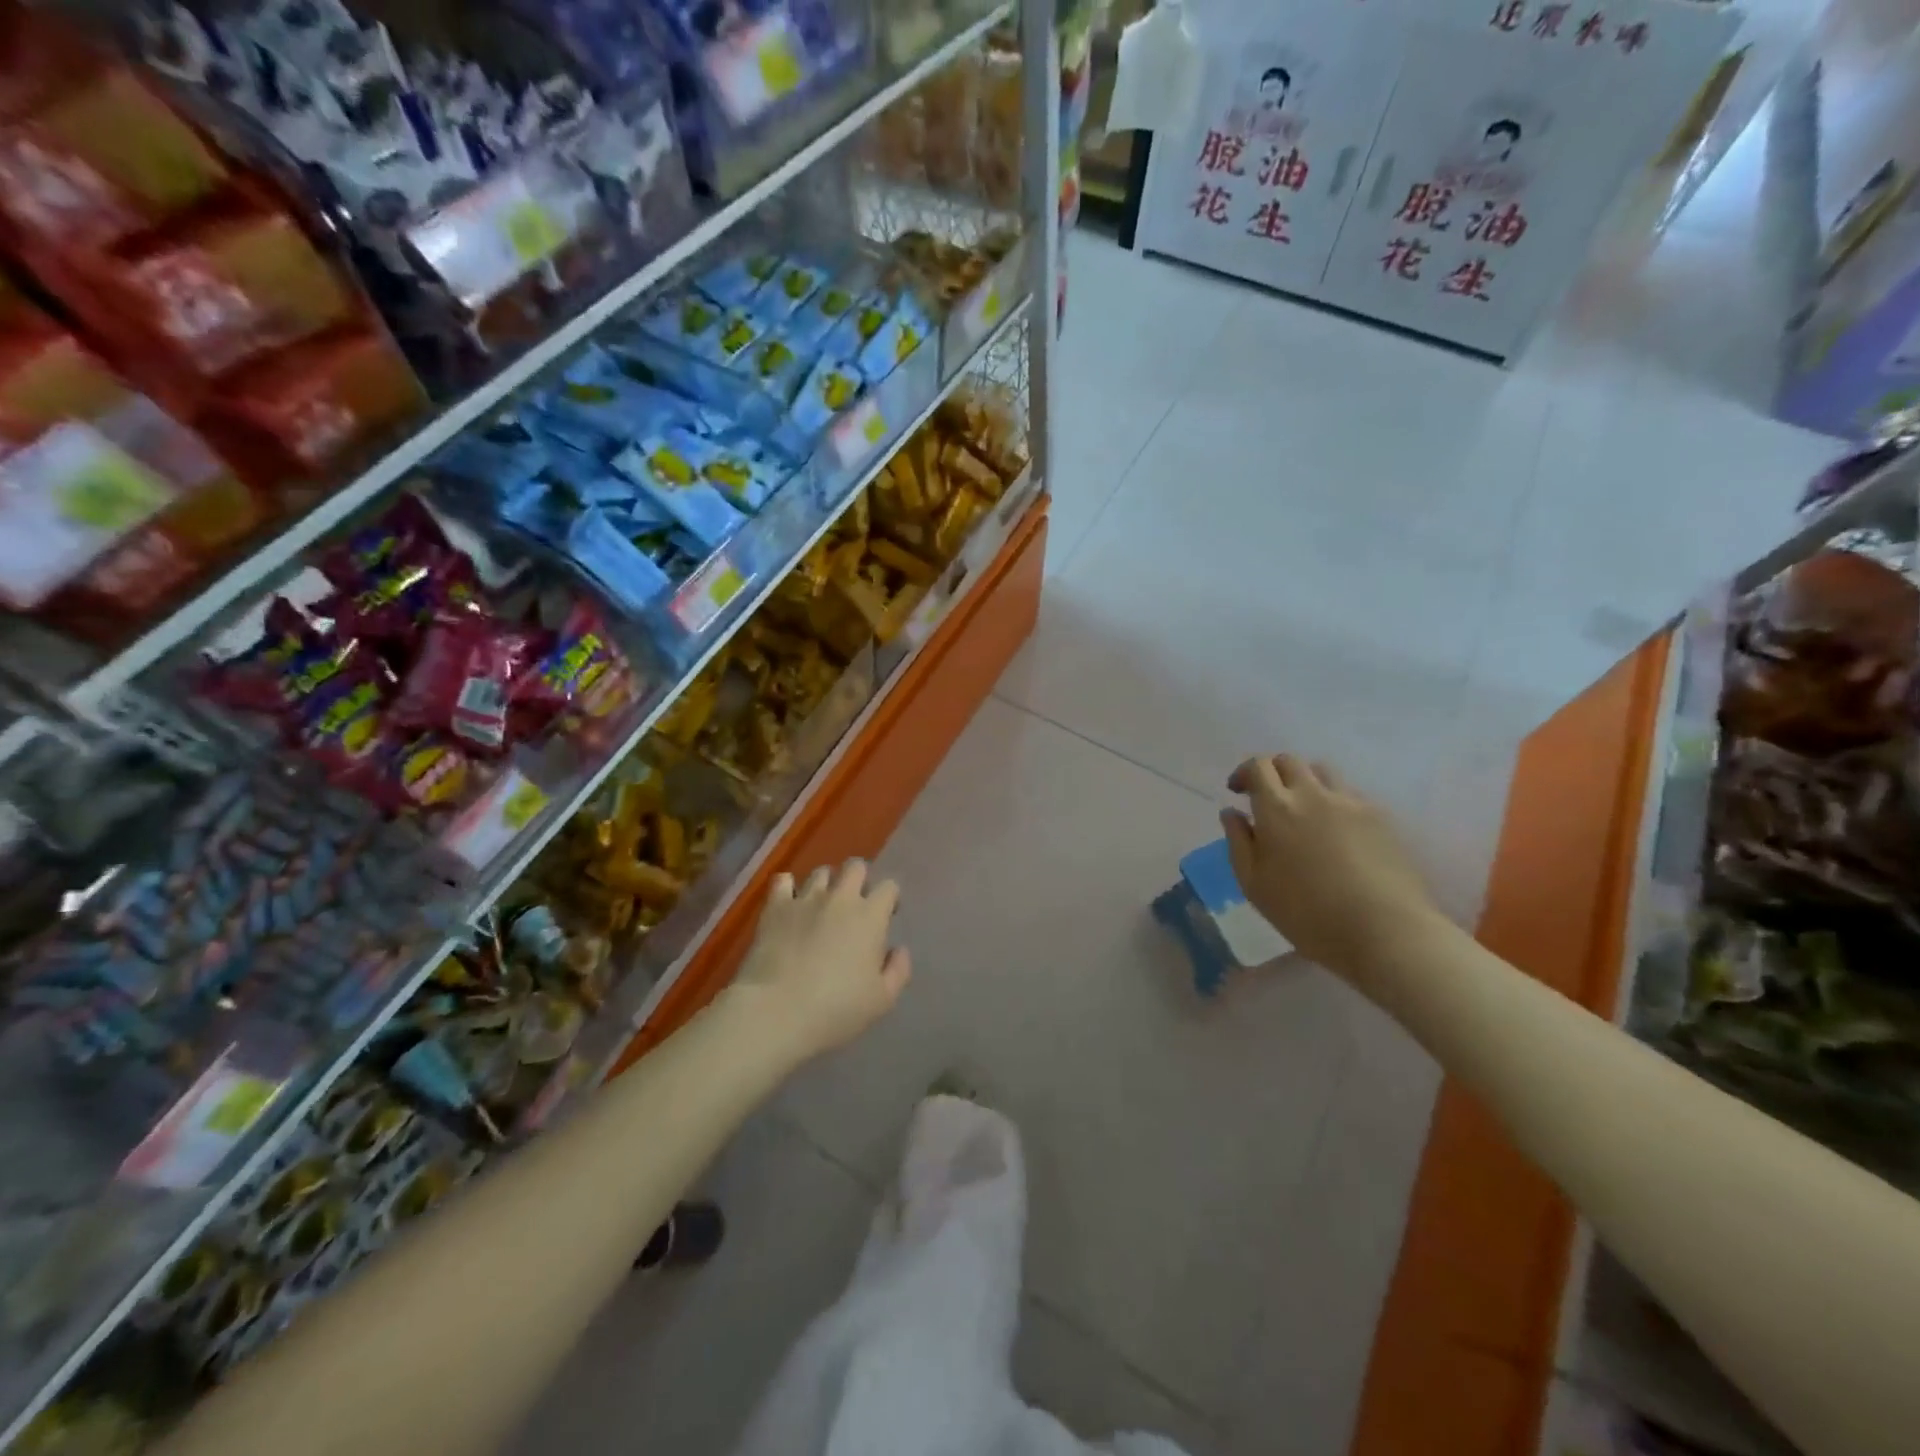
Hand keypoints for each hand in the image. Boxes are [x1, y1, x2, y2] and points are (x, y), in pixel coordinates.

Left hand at [730, 860, 911, 1064]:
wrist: (777, 1011)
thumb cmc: (836, 1008)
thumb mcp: (882, 999)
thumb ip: (898, 970)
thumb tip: (899, 950)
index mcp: (870, 916)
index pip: (889, 887)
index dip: (890, 898)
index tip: (886, 917)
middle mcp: (840, 898)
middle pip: (856, 867)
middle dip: (860, 879)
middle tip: (855, 905)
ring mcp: (805, 899)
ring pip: (821, 872)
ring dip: (826, 884)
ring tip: (822, 905)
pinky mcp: (775, 907)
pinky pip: (783, 881)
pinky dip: (788, 888)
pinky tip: (789, 903)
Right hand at [1221, 755, 1439, 977]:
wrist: (1384, 931)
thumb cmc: (1306, 913)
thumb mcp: (1254, 884)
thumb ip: (1238, 842)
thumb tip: (1232, 813)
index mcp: (1277, 807)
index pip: (1258, 766)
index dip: (1244, 772)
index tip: (1238, 792)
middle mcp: (1313, 794)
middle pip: (1290, 761)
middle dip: (1273, 772)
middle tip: (1268, 798)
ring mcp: (1351, 802)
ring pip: (1322, 772)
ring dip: (1305, 782)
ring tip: (1303, 810)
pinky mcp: (1381, 817)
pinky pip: (1350, 794)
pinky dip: (1334, 801)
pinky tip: (1335, 832)